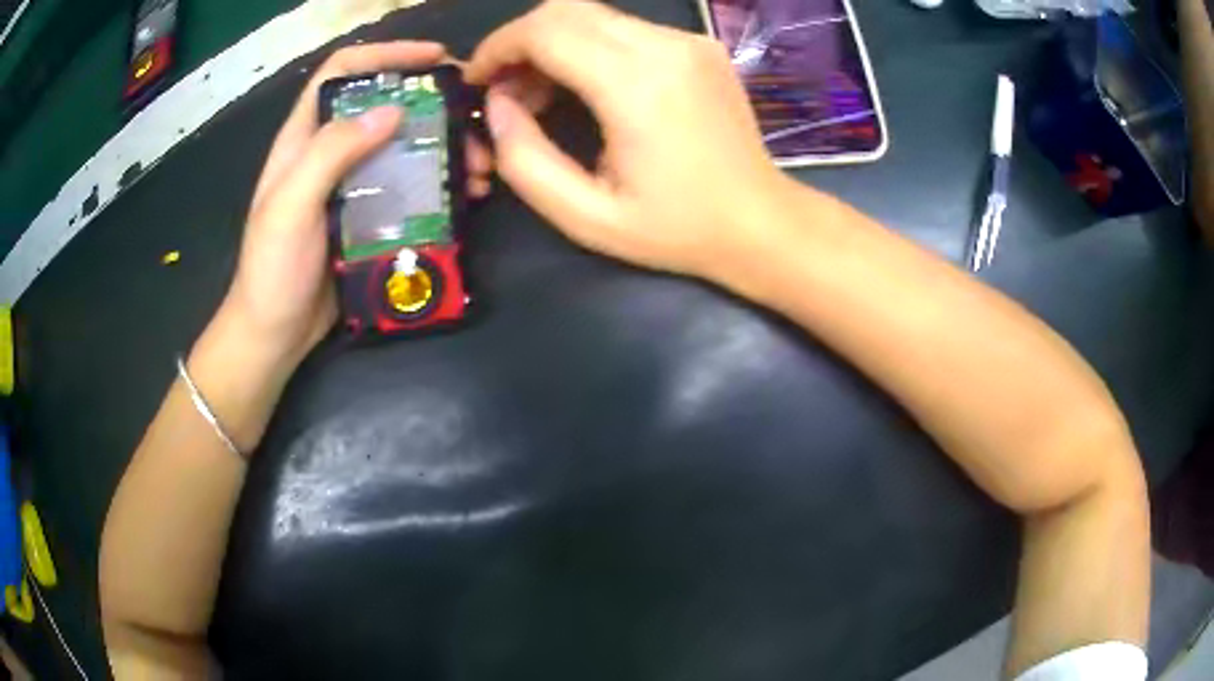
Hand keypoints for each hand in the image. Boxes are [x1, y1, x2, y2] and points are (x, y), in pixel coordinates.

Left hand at [221, 41, 493, 367]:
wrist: (275, 334)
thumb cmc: (272, 271)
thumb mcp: (289, 206)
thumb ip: (331, 152)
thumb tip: (391, 110)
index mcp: (305, 138)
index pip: (343, 72)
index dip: (387, 54)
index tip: (435, 58)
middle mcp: (331, 152)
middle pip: (385, 104)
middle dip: (433, 104)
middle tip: (476, 117)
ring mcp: (354, 185)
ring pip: (405, 146)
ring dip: (447, 147)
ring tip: (481, 166)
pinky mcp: (372, 216)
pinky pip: (412, 187)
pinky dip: (442, 184)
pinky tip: (468, 194)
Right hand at [466, 1, 796, 279]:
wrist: (761, 222)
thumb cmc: (677, 229)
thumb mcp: (587, 216)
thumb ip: (525, 160)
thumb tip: (495, 106)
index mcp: (637, 86)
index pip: (545, 30)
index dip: (498, 48)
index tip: (478, 81)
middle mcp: (665, 47)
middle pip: (566, 9)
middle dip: (521, 42)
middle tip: (508, 91)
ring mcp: (688, 41)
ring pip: (594, 14)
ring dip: (554, 44)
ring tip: (542, 96)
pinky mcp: (699, 46)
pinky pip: (626, 28)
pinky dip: (589, 46)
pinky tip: (587, 88)